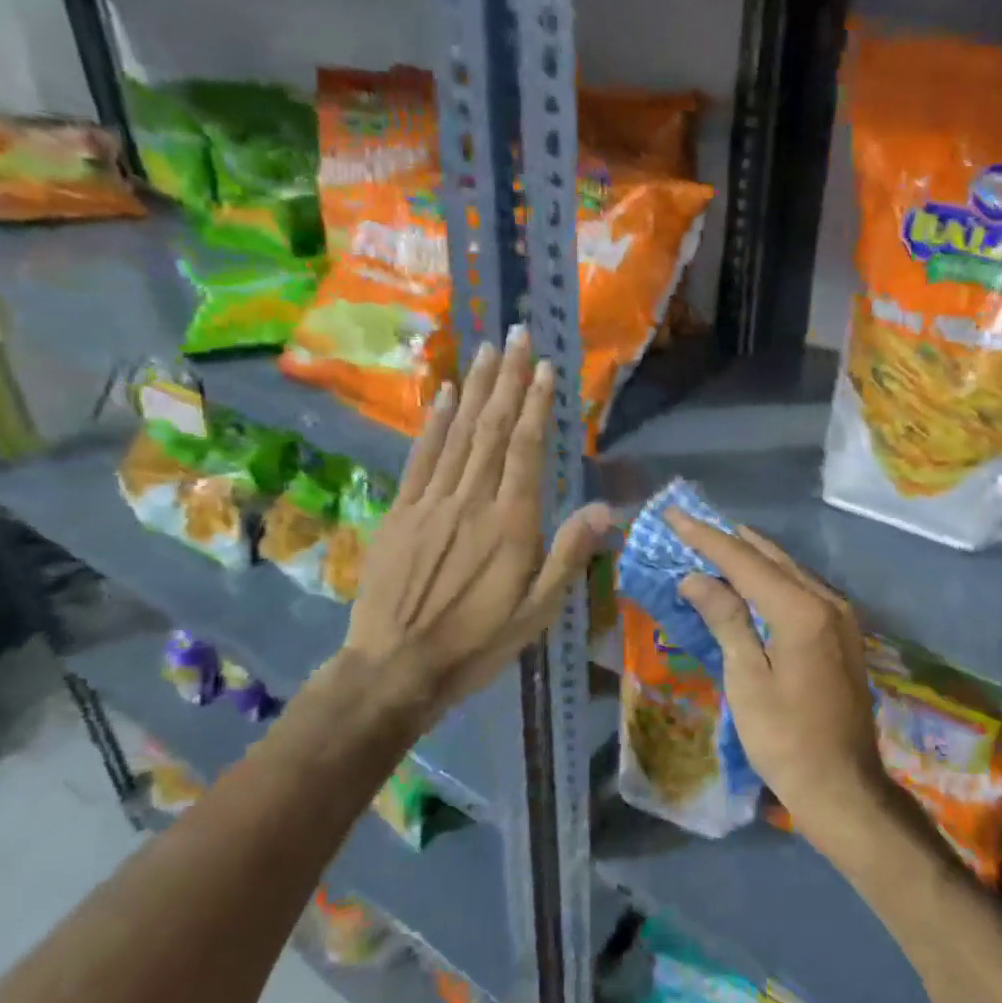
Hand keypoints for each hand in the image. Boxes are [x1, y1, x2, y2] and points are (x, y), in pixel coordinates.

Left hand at [332, 327, 611, 723]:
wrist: (395, 668)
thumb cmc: (476, 643)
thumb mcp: (537, 612)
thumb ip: (569, 556)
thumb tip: (606, 508)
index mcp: (510, 524)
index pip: (526, 450)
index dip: (536, 405)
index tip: (545, 368)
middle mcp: (472, 501)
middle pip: (492, 429)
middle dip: (508, 379)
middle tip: (517, 334)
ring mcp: (431, 502)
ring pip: (459, 434)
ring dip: (476, 388)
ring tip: (487, 349)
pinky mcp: (400, 512)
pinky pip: (421, 457)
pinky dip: (435, 422)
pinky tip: (446, 394)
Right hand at [665, 511, 884, 836]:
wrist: (844, 787)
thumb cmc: (786, 739)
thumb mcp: (747, 679)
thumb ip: (726, 619)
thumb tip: (696, 577)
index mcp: (801, 610)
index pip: (744, 561)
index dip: (705, 537)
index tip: (674, 514)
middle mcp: (826, 601)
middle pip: (770, 557)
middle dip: (728, 540)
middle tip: (691, 524)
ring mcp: (840, 616)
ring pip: (789, 570)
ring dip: (752, 556)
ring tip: (716, 542)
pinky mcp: (842, 633)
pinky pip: (802, 589)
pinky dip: (772, 577)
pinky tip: (753, 578)